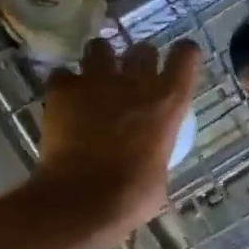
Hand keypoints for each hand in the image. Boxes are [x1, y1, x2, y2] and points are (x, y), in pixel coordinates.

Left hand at [33, 36, 201, 248]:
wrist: (83, 200)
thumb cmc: (133, 196)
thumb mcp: (160, 172)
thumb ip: (156, 150)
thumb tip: (148, 155)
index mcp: (168, 102)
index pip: (186, 55)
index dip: (182, 56)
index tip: (177, 64)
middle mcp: (136, 81)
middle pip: (142, 47)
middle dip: (137, 59)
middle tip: (130, 80)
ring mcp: (96, 81)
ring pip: (99, 47)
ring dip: (99, 61)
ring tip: (93, 82)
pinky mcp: (62, 90)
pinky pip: (62, 75)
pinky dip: (64, 85)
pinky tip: (63, 102)